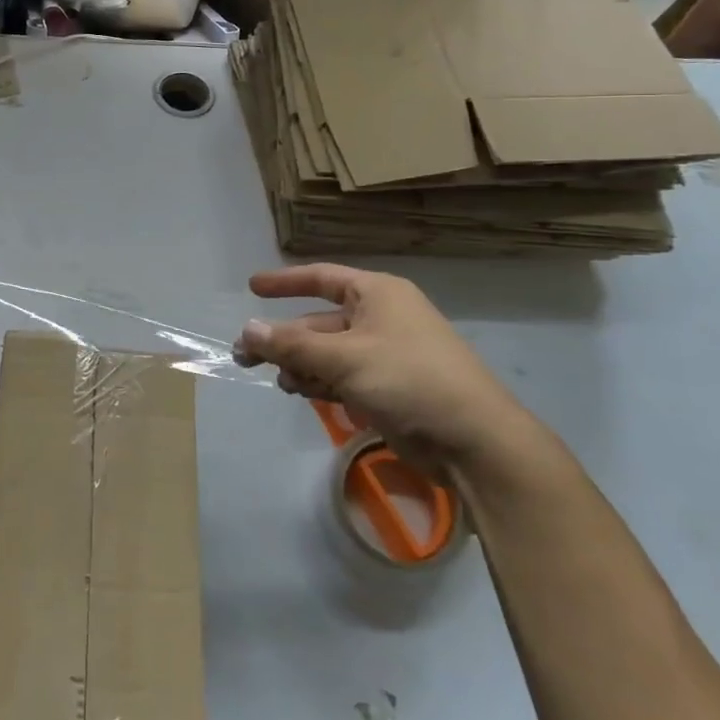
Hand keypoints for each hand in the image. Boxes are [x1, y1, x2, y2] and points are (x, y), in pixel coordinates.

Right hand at [237, 265, 537, 475]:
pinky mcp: (390, 387)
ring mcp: (387, 353)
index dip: (285, 282)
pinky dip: (322, 382)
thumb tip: (247, 330)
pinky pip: (343, 375)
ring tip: (284, 383)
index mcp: (377, 294)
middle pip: (319, 321)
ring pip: (328, 352)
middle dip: (284, 339)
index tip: (251, 287)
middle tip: (244, 356)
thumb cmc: (409, 380)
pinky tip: (305, 394)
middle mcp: (381, 317)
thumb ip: (291, 344)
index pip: (321, 278)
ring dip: (302, 365)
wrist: (474, 441)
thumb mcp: (344, 358)